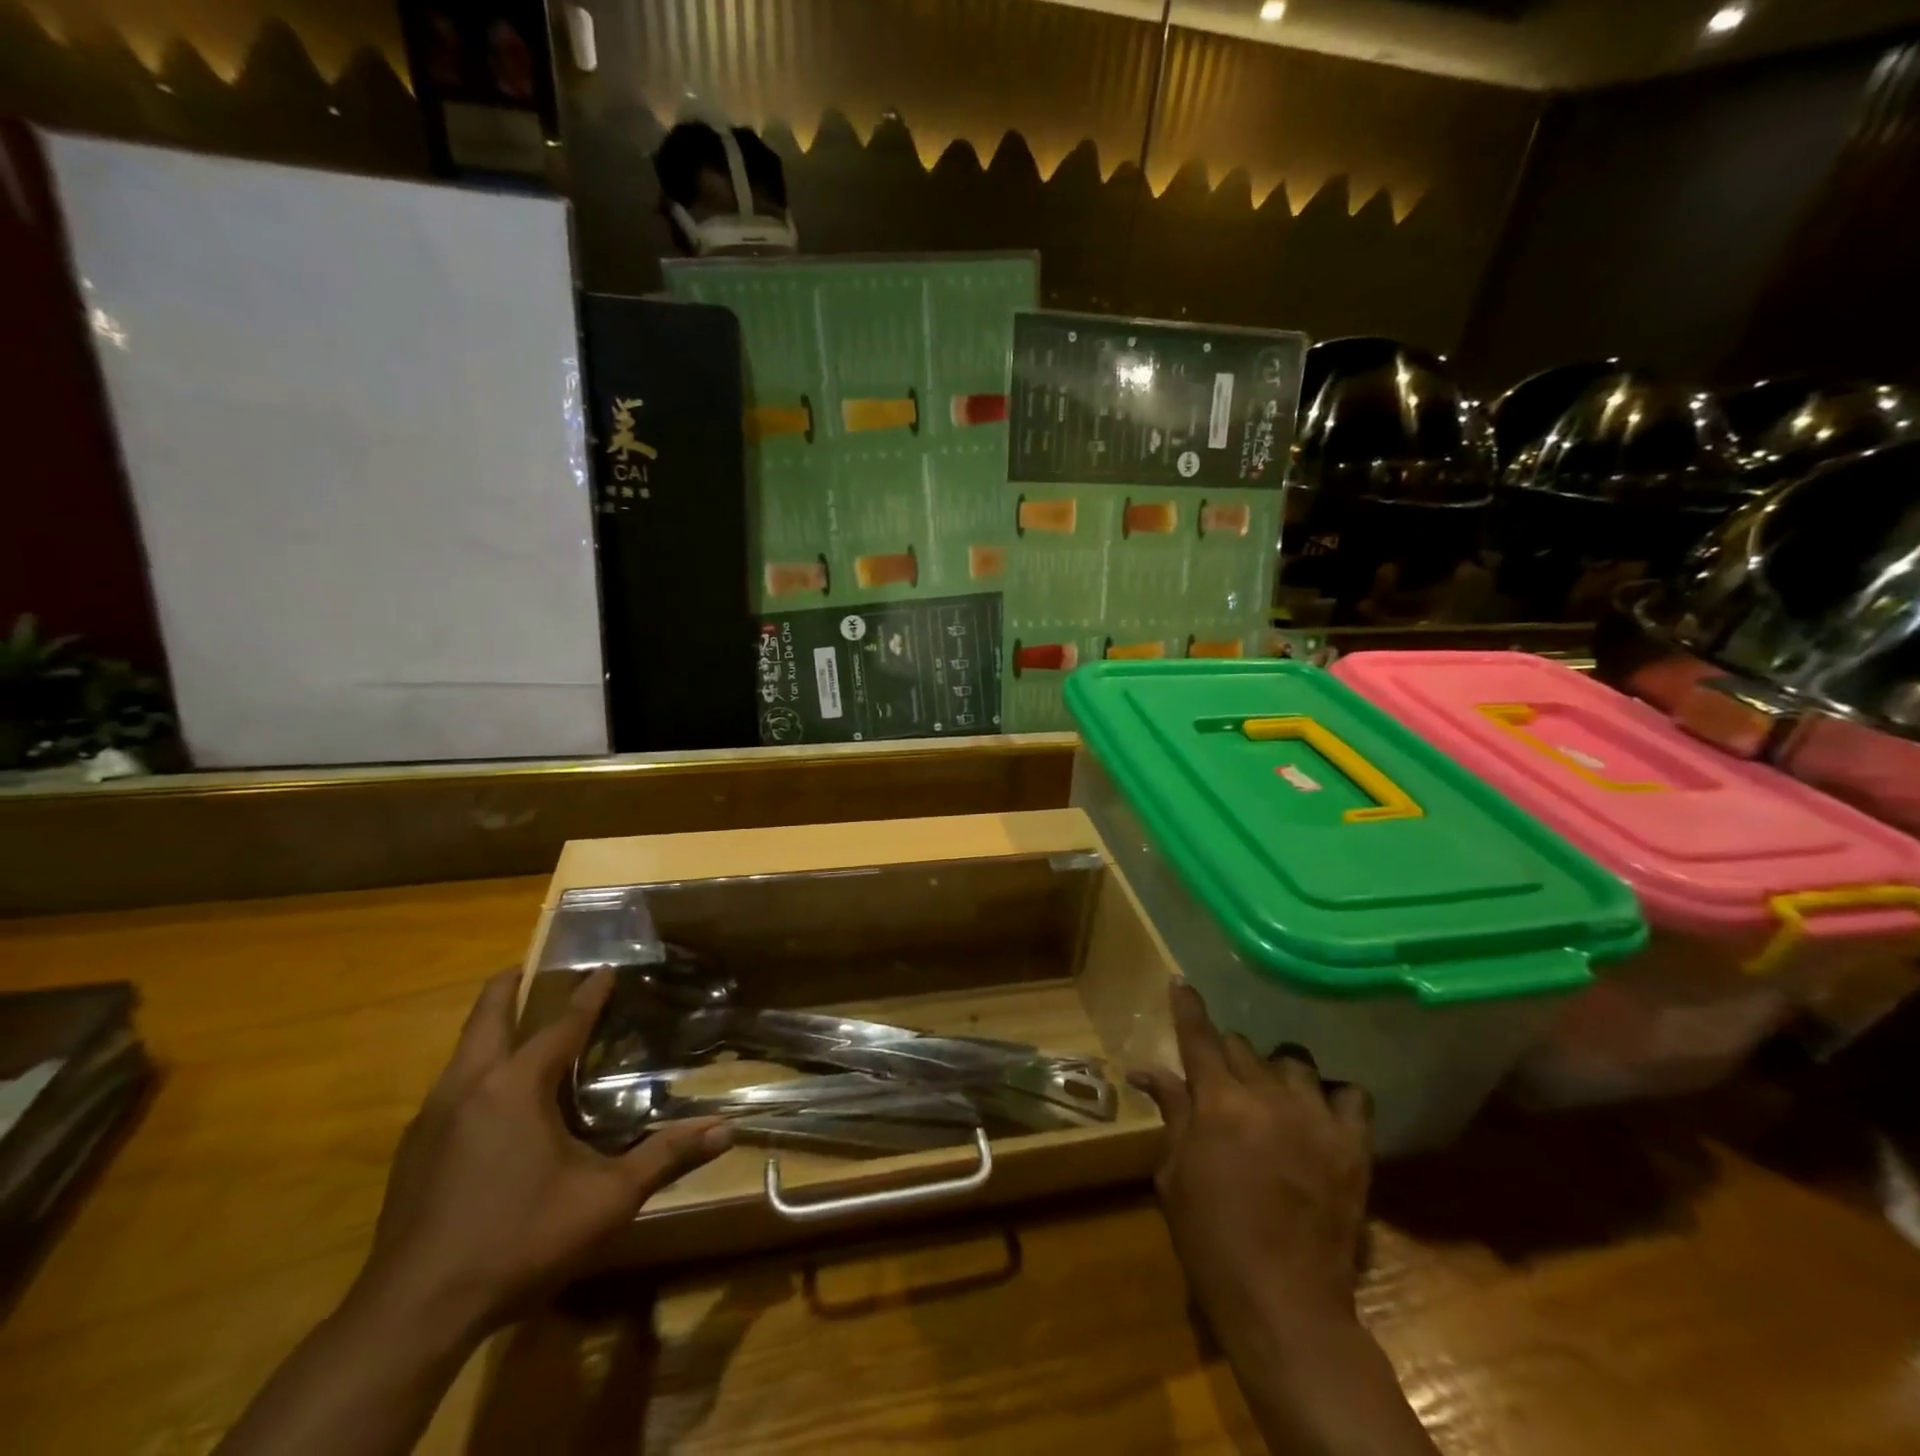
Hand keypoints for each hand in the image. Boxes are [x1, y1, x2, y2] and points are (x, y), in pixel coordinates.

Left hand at [359, 968, 731, 1341]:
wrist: (411, 1317)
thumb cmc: (517, 1241)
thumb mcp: (605, 1200)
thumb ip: (665, 1158)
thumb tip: (725, 1130)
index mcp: (515, 1087)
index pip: (561, 1025)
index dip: (588, 994)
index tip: (606, 966)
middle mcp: (467, 1088)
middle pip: (486, 1018)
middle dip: (509, 987)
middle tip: (529, 966)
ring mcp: (429, 1121)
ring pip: (461, 1054)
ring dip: (489, 1031)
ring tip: (518, 1030)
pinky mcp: (411, 1154)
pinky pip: (448, 1091)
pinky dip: (475, 1074)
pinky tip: (492, 1106)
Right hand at [1131, 979, 1372, 1334]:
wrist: (1285, 1304)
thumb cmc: (1212, 1240)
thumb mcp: (1176, 1174)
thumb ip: (1172, 1113)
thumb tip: (1146, 1069)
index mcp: (1217, 1102)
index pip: (1199, 1036)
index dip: (1187, 1007)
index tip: (1181, 983)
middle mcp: (1266, 1095)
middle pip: (1242, 1046)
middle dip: (1225, 1053)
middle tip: (1219, 1077)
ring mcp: (1314, 1117)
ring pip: (1293, 1061)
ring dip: (1274, 1069)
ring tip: (1271, 1094)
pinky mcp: (1353, 1146)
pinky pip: (1351, 1094)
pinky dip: (1334, 1094)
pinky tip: (1320, 1109)